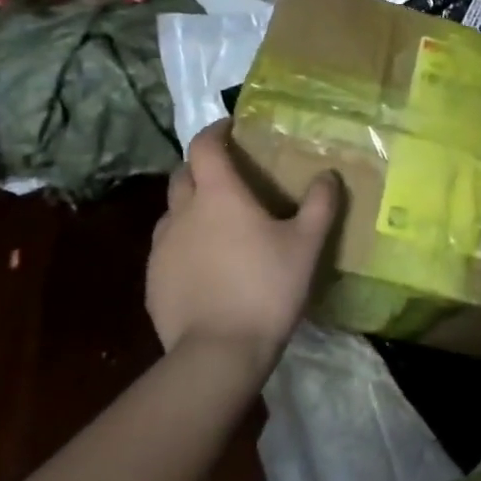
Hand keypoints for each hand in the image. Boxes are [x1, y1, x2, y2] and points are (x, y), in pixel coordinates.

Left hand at [144, 119, 338, 363]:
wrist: (218, 352)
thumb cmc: (267, 288)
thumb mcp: (306, 245)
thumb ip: (320, 205)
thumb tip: (328, 175)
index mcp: (218, 195)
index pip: (205, 146)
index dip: (216, 131)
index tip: (231, 128)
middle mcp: (182, 213)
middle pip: (183, 175)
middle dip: (202, 167)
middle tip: (229, 177)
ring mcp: (161, 248)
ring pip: (172, 212)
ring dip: (191, 207)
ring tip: (218, 224)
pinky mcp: (152, 280)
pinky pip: (167, 248)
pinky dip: (184, 243)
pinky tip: (206, 266)